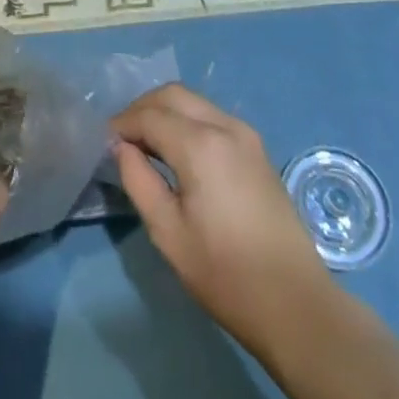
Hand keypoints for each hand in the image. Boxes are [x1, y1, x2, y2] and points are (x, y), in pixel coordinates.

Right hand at [112, 84, 333, 353]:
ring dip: (165, 112)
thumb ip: (138, 181)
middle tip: (122, 138)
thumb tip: (122, 148)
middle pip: (173, 95)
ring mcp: (245, 134)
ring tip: (145, 144)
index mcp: (200, 145)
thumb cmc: (225, 274)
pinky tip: (177, 151)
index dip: (121, 124)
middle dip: (142, 108)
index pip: (149, 116)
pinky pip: (212, 116)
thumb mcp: (168, 233)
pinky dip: (187, 121)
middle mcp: (224, 125)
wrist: (295, 303)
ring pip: (194, 101)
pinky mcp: (257, 148)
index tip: (103, 142)